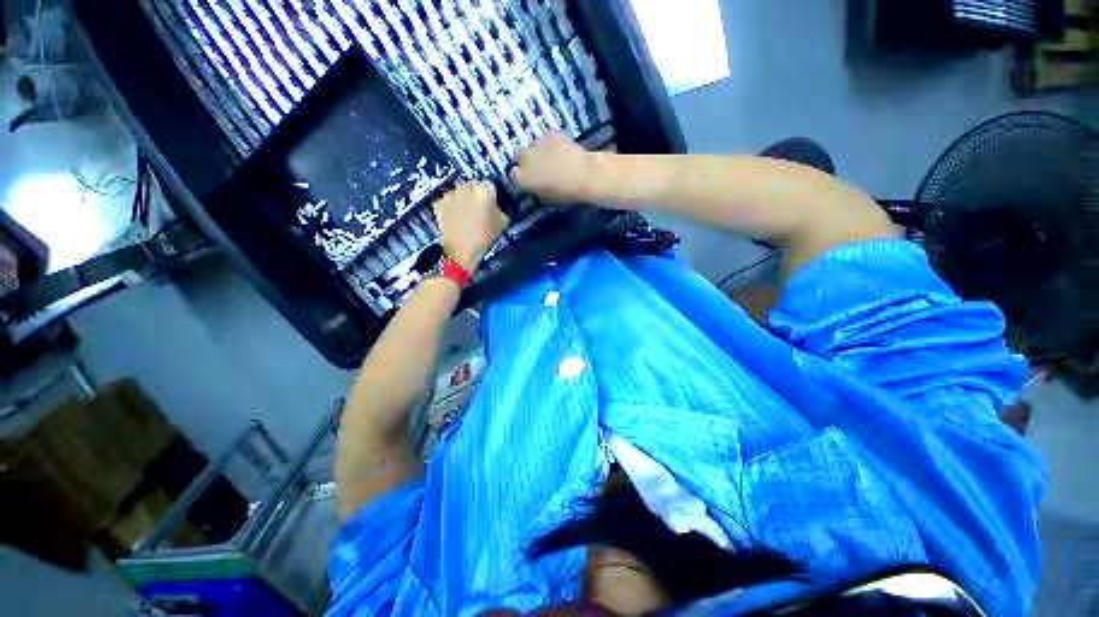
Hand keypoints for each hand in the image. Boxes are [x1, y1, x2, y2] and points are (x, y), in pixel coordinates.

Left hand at [432, 181, 508, 271]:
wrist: (461, 252)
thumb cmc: (485, 237)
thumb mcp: (503, 222)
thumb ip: (501, 207)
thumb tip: (498, 203)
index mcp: (484, 189)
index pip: (491, 184)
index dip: (492, 194)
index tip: (493, 204)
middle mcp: (466, 186)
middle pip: (474, 185)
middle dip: (477, 194)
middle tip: (480, 209)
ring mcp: (450, 193)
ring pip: (460, 191)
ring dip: (464, 199)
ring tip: (467, 214)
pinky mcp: (439, 202)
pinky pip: (449, 200)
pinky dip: (453, 206)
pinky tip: (456, 218)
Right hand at [510, 132, 592, 202]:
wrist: (585, 177)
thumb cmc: (566, 194)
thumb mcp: (545, 199)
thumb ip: (534, 190)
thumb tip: (533, 185)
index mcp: (522, 178)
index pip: (512, 174)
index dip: (519, 176)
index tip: (526, 179)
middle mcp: (525, 159)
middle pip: (518, 154)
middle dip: (524, 159)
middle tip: (536, 165)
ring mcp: (538, 144)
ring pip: (533, 144)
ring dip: (538, 149)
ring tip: (550, 156)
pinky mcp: (552, 134)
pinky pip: (547, 137)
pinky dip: (552, 141)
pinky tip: (560, 148)